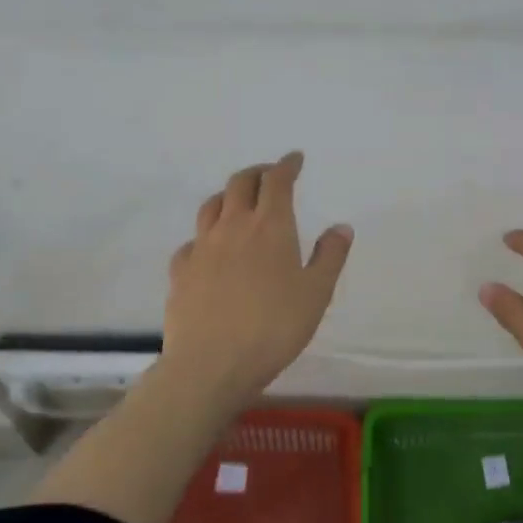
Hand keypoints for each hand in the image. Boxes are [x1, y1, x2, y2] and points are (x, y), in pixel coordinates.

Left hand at [160, 152, 352, 406]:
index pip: (277, 181)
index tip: (295, 159)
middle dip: (257, 172)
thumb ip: (330, 257)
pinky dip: (205, 235)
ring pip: (211, 206)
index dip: (286, 165)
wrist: (211, 364)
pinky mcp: (180, 271)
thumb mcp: (316, 293)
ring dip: (228, 195)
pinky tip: (209, 249)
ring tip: (238, 201)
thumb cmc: (274, 327)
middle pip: (240, 183)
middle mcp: (233, 227)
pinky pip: (192, 241)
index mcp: (270, 226)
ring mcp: (202, 247)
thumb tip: (341, 226)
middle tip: (269, 174)